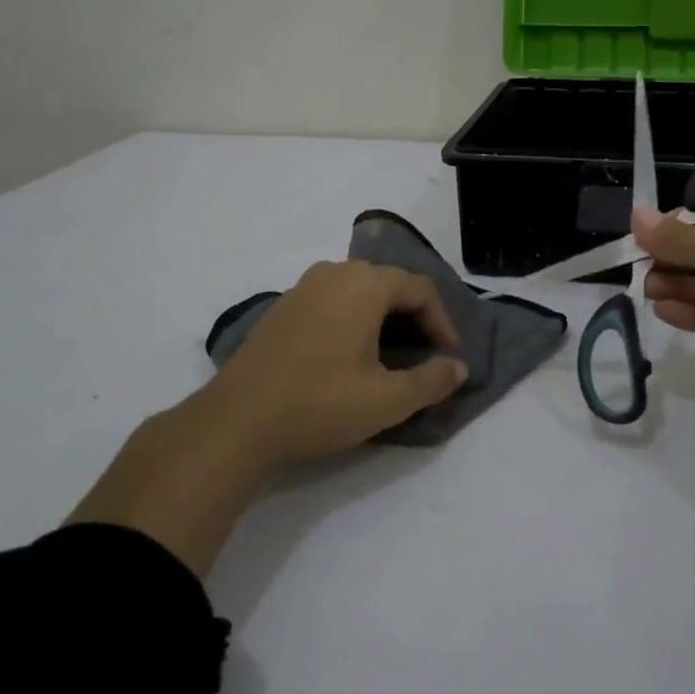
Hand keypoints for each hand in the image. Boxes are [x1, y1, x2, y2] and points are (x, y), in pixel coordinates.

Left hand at [205, 259, 469, 463]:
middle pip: (390, 284)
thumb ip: (431, 381)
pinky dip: (354, 318)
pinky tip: (350, 353)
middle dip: (415, 317)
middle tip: (426, 352)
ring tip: (393, 353)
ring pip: (360, 290)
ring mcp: (304, 286)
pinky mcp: (283, 306)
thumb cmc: (319, 404)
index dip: (443, 322)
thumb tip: (458, 367)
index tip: (450, 356)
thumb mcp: (387, 401)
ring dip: (384, 316)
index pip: (420, 290)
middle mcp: (336, 272)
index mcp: (365, 285)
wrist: (236, 421)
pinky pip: (333, 299)